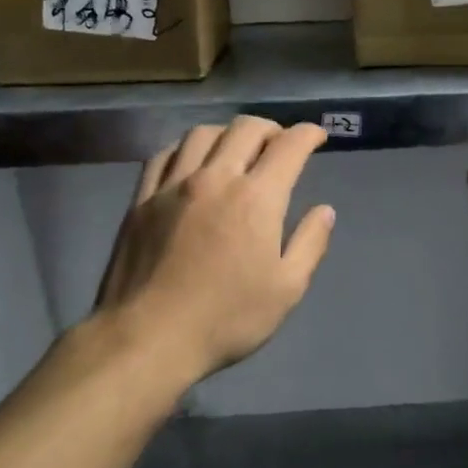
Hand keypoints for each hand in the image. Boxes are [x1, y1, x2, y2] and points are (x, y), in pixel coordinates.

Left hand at [93, 117, 334, 385]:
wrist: (146, 339)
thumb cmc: (225, 319)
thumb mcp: (286, 290)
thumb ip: (309, 244)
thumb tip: (324, 210)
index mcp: (256, 198)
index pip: (289, 146)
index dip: (308, 134)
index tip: (317, 136)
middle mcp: (216, 178)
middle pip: (246, 129)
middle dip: (271, 128)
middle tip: (280, 143)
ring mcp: (174, 185)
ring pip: (203, 134)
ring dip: (228, 133)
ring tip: (236, 148)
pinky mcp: (142, 199)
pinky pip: (164, 154)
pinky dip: (186, 147)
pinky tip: (191, 161)